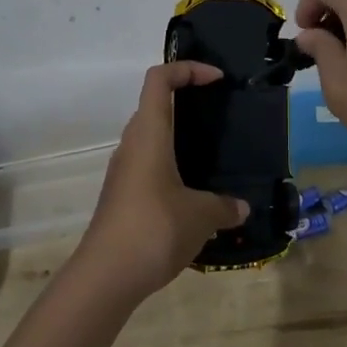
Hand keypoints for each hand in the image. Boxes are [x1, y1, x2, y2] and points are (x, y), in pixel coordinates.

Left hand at [72, 62, 249, 301]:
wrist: (105, 277)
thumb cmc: (154, 229)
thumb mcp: (201, 216)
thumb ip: (224, 206)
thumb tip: (241, 207)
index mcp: (149, 135)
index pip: (159, 79)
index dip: (187, 69)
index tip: (216, 80)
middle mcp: (132, 145)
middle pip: (153, 106)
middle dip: (186, 102)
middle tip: (219, 115)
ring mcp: (123, 172)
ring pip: (150, 139)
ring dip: (178, 138)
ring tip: (212, 156)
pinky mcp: (121, 197)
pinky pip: (148, 167)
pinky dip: (171, 167)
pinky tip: (194, 195)